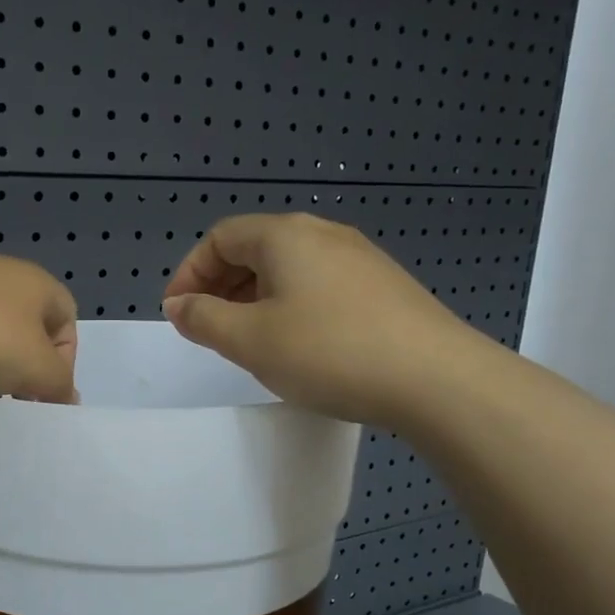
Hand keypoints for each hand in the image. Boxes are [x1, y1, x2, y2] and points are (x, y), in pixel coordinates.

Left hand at [0, 255, 78, 402]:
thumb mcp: (37, 369)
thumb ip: (60, 384)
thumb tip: (68, 396)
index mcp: (37, 281)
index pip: (67, 321)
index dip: (64, 361)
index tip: (43, 392)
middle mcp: (1, 271)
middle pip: (26, 324)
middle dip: (23, 362)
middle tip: (11, 395)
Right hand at [161, 214, 477, 425]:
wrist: (437, 380)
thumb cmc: (328, 352)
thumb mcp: (249, 340)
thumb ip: (203, 318)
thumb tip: (178, 304)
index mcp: (285, 235)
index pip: (220, 238)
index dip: (189, 272)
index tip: (177, 314)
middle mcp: (322, 234)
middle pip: (254, 248)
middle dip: (220, 286)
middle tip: (208, 329)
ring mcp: (359, 259)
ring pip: (288, 269)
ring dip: (255, 298)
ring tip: (248, 340)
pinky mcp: (384, 287)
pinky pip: (319, 285)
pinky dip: (291, 306)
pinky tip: (298, 345)